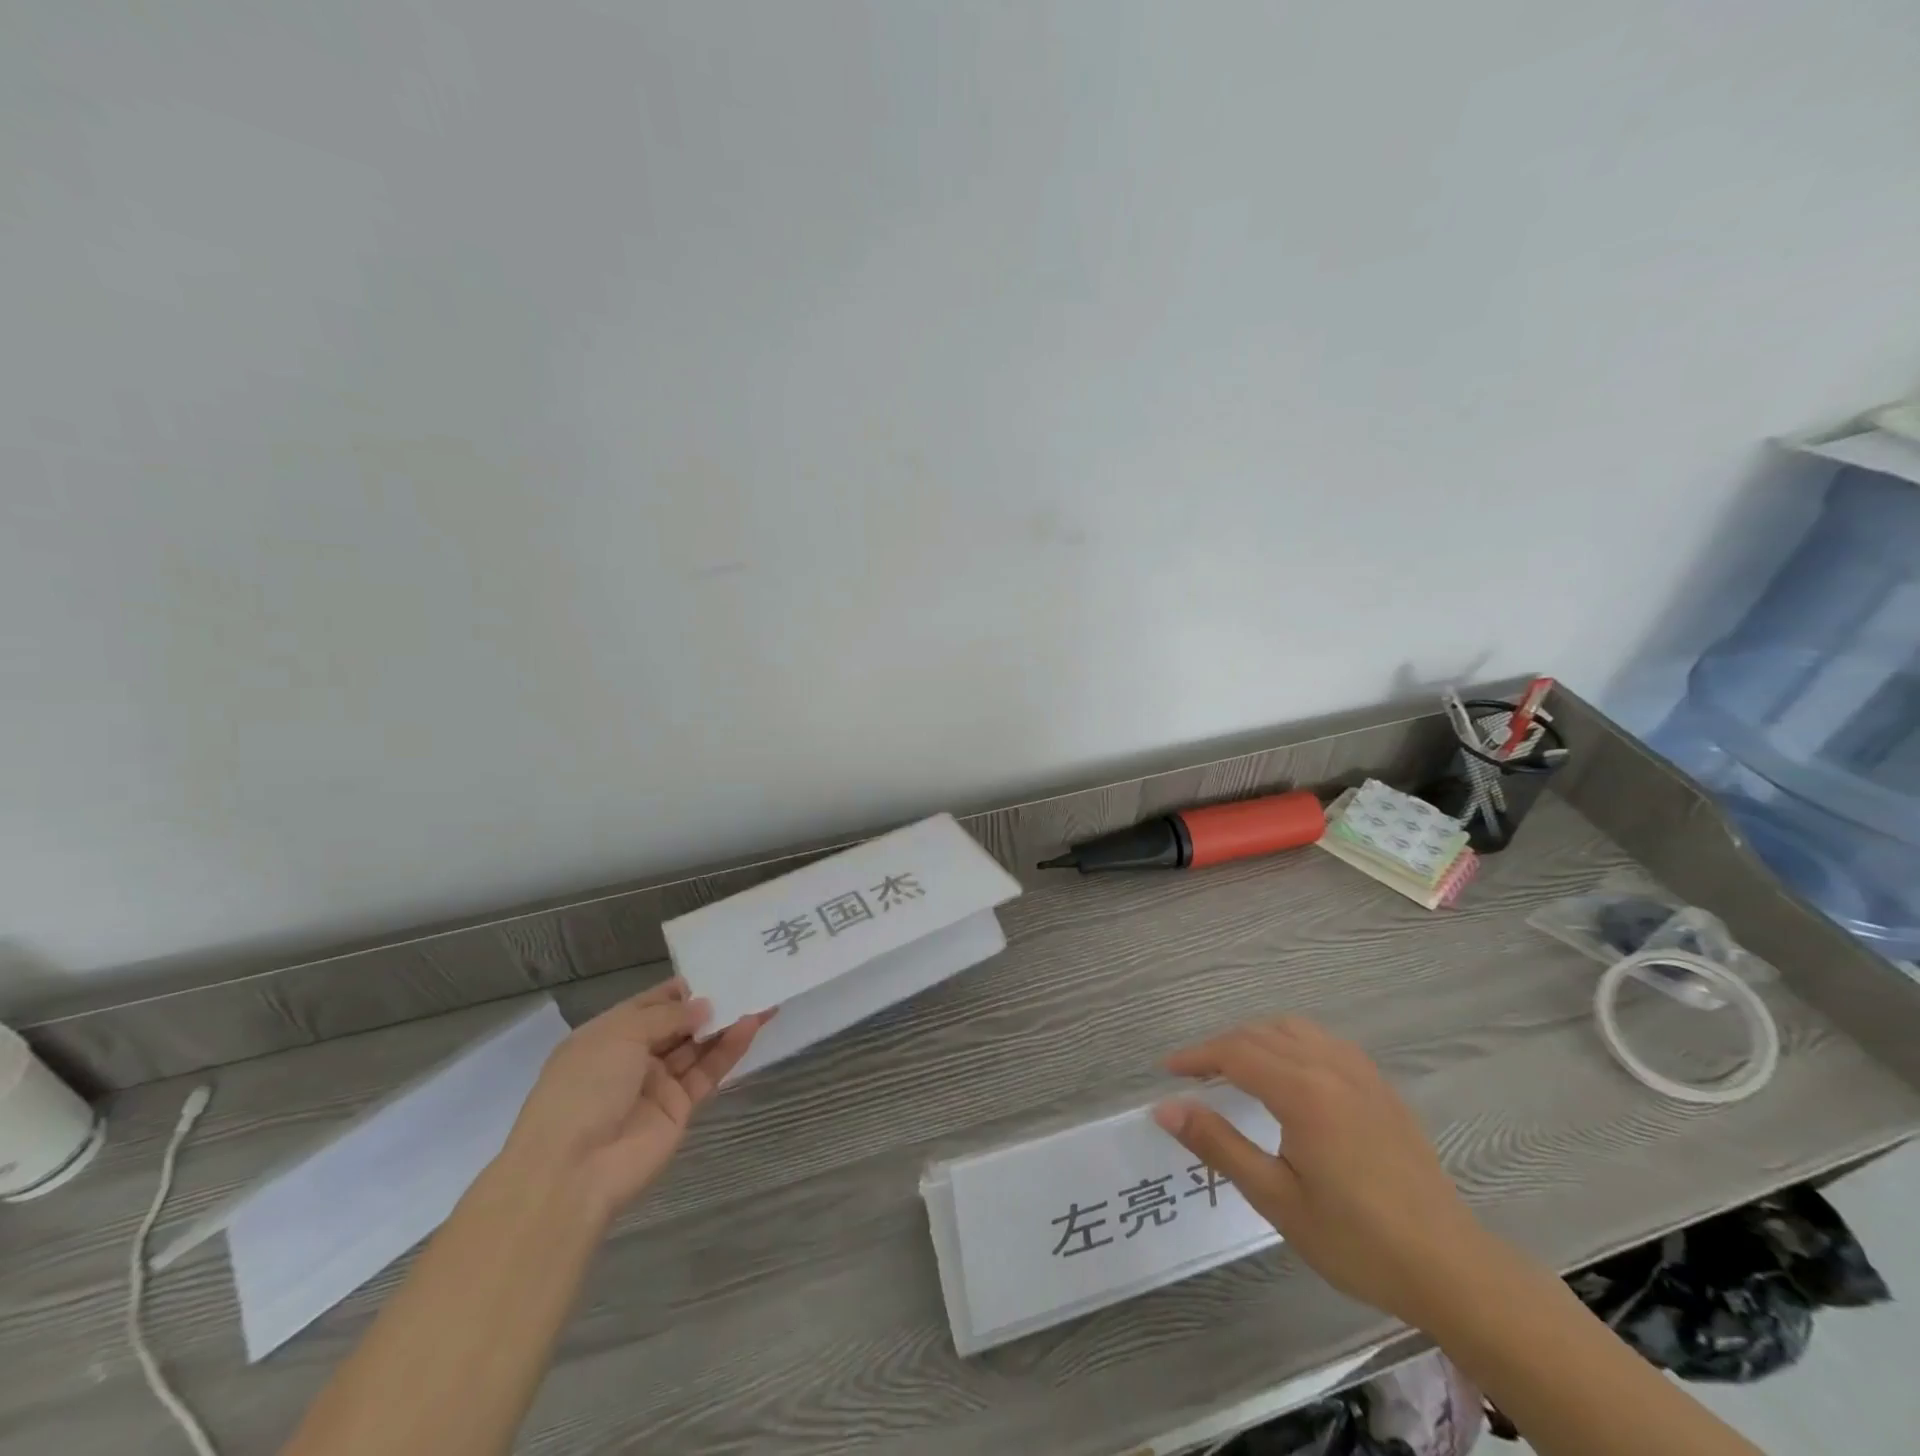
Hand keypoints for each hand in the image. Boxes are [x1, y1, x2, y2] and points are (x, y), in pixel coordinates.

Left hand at [499, 979, 769, 1220]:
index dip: (681, 988)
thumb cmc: (585, 1088)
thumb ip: (667, 1016)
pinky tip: (751, 1026)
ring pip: (697, 1047)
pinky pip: (708, 1072)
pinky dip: (729, 1050)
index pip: (650, 1004)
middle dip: (708, 1004)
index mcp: (608, 1035)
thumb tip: (704, 1006)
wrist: (573, 1170)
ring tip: (760, 999)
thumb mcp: (620, 1035)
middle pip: (678, 1024)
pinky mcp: (680, 1109)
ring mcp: (657, 1084)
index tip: (716, 969)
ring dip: (725, 1024)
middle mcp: (632, 1057)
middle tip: (747, 980)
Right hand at [1153, 1016, 1491, 1327]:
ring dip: (1257, 1039)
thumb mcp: (1277, 1198)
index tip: (1168, 1071)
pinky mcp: (1381, 1089)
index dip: (1197, 1056)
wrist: (1452, 1270)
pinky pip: (1325, 1042)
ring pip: (1294, 1030)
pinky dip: (1293, 1043)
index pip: (1234, 1052)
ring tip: (1237, 1068)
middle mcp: (1330, 1067)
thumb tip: (1166, 1108)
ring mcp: (1361, 1074)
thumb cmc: (1357, 1240)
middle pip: (1261, 1034)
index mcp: (1302, 1092)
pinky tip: (1292, 1072)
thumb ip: (1219, 1145)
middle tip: (1196, 1076)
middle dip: (1222, 1046)